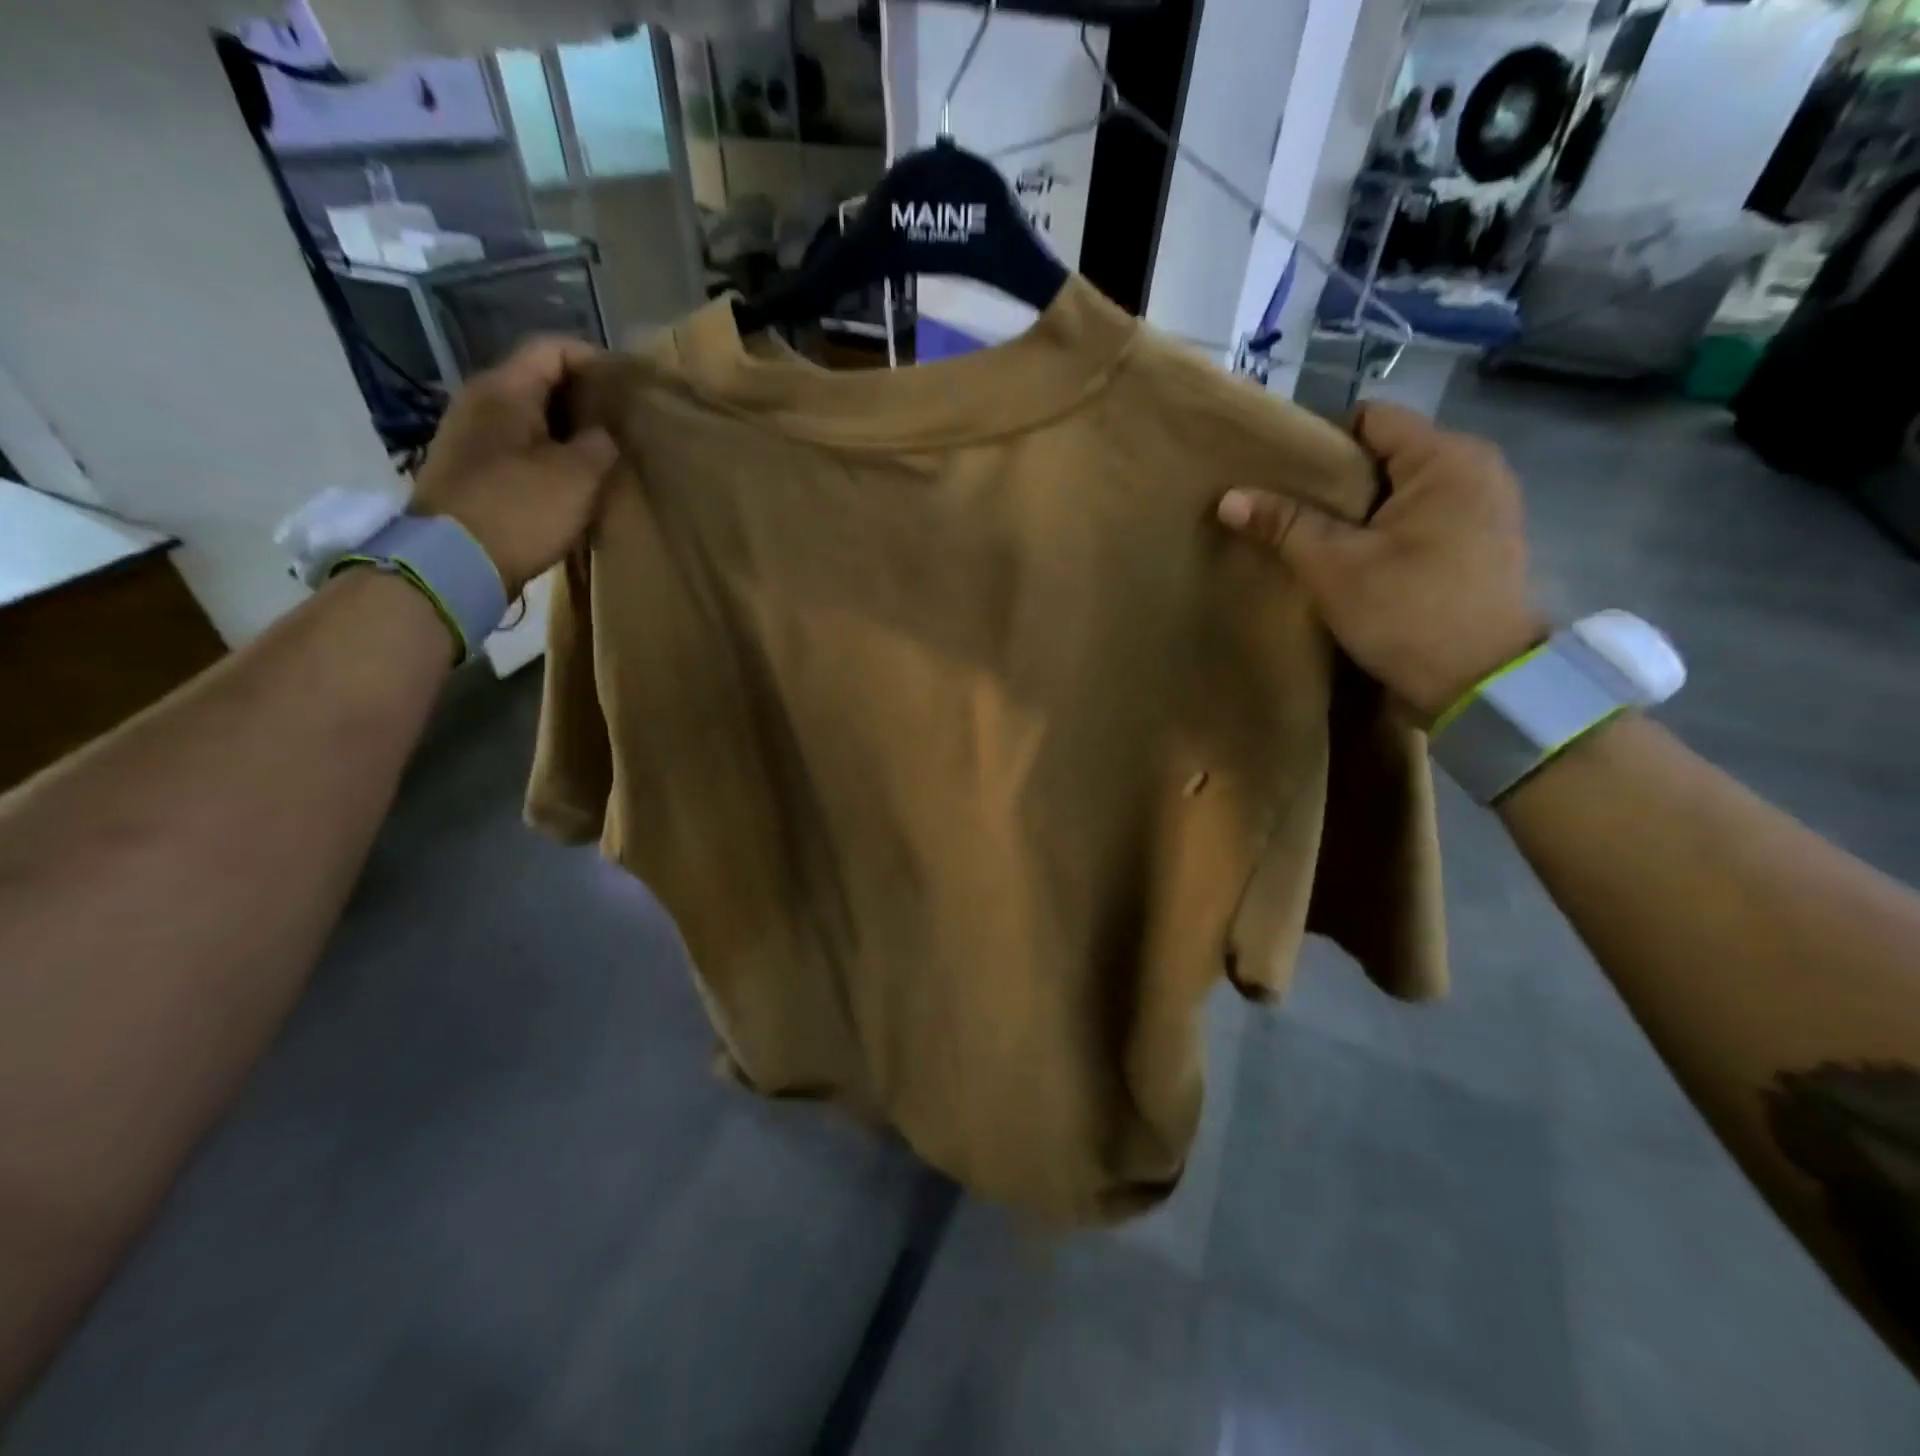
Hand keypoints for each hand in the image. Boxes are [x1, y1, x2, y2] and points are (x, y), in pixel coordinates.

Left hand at [411, 336, 618, 595]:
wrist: (452, 563)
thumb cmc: (520, 510)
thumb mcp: (578, 477)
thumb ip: (600, 445)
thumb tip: (603, 435)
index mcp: (504, 389)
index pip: (551, 349)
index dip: (593, 360)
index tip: (627, 387)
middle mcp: (478, 401)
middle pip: (537, 382)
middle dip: (582, 399)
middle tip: (621, 424)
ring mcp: (466, 437)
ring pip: (527, 418)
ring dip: (565, 432)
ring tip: (600, 456)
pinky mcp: (466, 471)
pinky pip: (515, 449)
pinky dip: (545, 456)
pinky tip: (569, 482)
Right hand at [1216, 401, 1545, 723]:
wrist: (1480, 686)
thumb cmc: (1408, 612)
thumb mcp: (1334, 566)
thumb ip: (1284, 524)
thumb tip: (1229, 497)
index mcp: (1446, 458)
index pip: (1371, 419)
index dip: (1319, 441)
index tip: (1280, 476)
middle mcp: (1474, 470)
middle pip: (1384, 456)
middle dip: (1333, 482)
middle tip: (1285, 512)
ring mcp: (1482, 510)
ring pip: (1398, 493)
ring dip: (1355, 513)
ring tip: (1311, 539)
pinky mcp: (1477, 547)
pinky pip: (1417, 521)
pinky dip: (1381, 534)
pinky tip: (1350, 562)